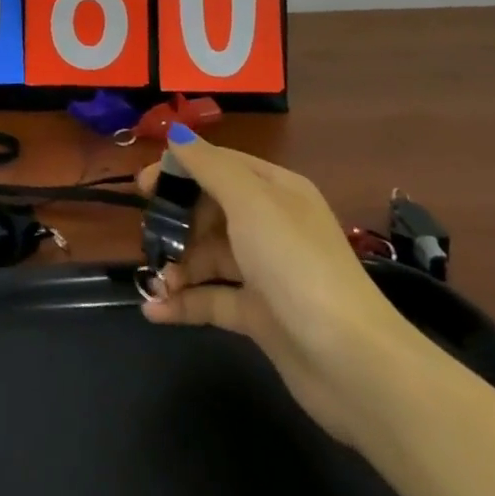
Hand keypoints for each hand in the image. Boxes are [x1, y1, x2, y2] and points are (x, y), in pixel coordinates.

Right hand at [138, 128, 413, 443]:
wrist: (352, 362)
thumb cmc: (295, 263)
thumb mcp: (250, 202)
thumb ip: (208, 166)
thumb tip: (176, 133)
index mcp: (275, 190)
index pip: (219, 166)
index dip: (179, 170)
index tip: (142, 186)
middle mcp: (270, 225)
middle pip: (210, 210)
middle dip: (176, 222)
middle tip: (148, 236)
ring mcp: (265, 271)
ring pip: (208, 256)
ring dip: (178, 266)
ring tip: (156, 281)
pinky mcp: (259, 315)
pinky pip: (212, 299)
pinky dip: (184, 303)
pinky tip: (155, 309)